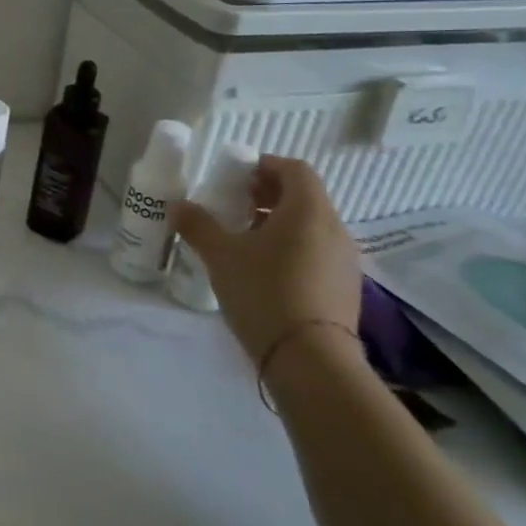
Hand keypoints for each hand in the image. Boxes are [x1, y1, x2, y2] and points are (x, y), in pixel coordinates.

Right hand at [174, 154, 361, 363]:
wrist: (310, 359)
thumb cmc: (264, 292)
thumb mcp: (220, 255)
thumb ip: (198, 225)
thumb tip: (179, 206)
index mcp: (308, 211)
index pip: (295, 170)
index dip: (266, 166)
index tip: (237, 177)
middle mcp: (335, 229)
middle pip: (305, 197)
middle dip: (269, 195)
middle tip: (235, 205)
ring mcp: (345, 261)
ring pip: (312, 226)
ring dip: (280, 223)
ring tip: (245, 239)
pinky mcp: (345, 288)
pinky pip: (318, 252)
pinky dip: (293, 248)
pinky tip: (265, 271)